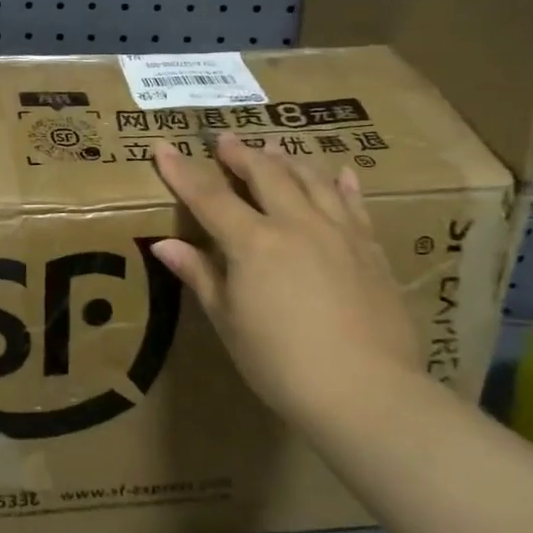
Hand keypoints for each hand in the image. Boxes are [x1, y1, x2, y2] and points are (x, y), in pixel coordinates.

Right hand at [152, 132, 420, 422]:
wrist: (366, 392)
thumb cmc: (281, 363)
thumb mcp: (229, 322)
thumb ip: (200, 275)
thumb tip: (164, 244)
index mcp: (253, 242)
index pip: (208, 196)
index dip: (182, 171)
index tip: (162, 146)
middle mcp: (296, 224)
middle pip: (265, 175)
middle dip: (240, 154)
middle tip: (225, 139)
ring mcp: (339, 232)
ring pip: (311, 180)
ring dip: (286, 161)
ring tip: (272, 149)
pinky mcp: (370, 249)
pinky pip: (354, 204)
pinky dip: (342, 184)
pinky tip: (340, 172)